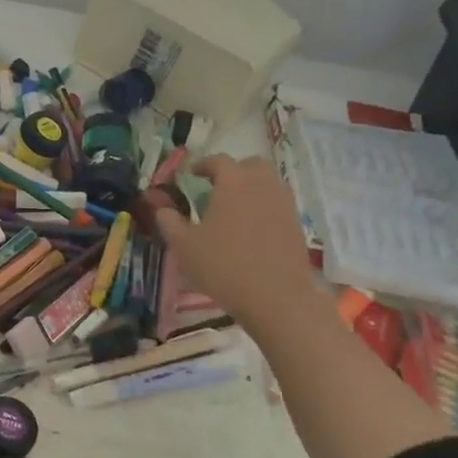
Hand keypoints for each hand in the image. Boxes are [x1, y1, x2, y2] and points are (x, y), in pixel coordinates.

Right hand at [151, 155, 323, 325]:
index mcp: (233, 183)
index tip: (191, 174)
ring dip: (250, 187)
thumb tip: (161, 209)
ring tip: (232, 208)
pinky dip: (263, 205)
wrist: (276, 296)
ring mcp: (283, 204)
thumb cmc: (224, 265)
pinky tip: (249, 227)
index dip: (202, 165)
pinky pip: (277, 203)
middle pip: (251, 165)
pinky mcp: (296, 224)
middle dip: (233, 170)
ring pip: (268, 183)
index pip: (218, 161)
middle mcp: (262, 185)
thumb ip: (170, 222)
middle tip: (216, 187)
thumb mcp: (184, 245)